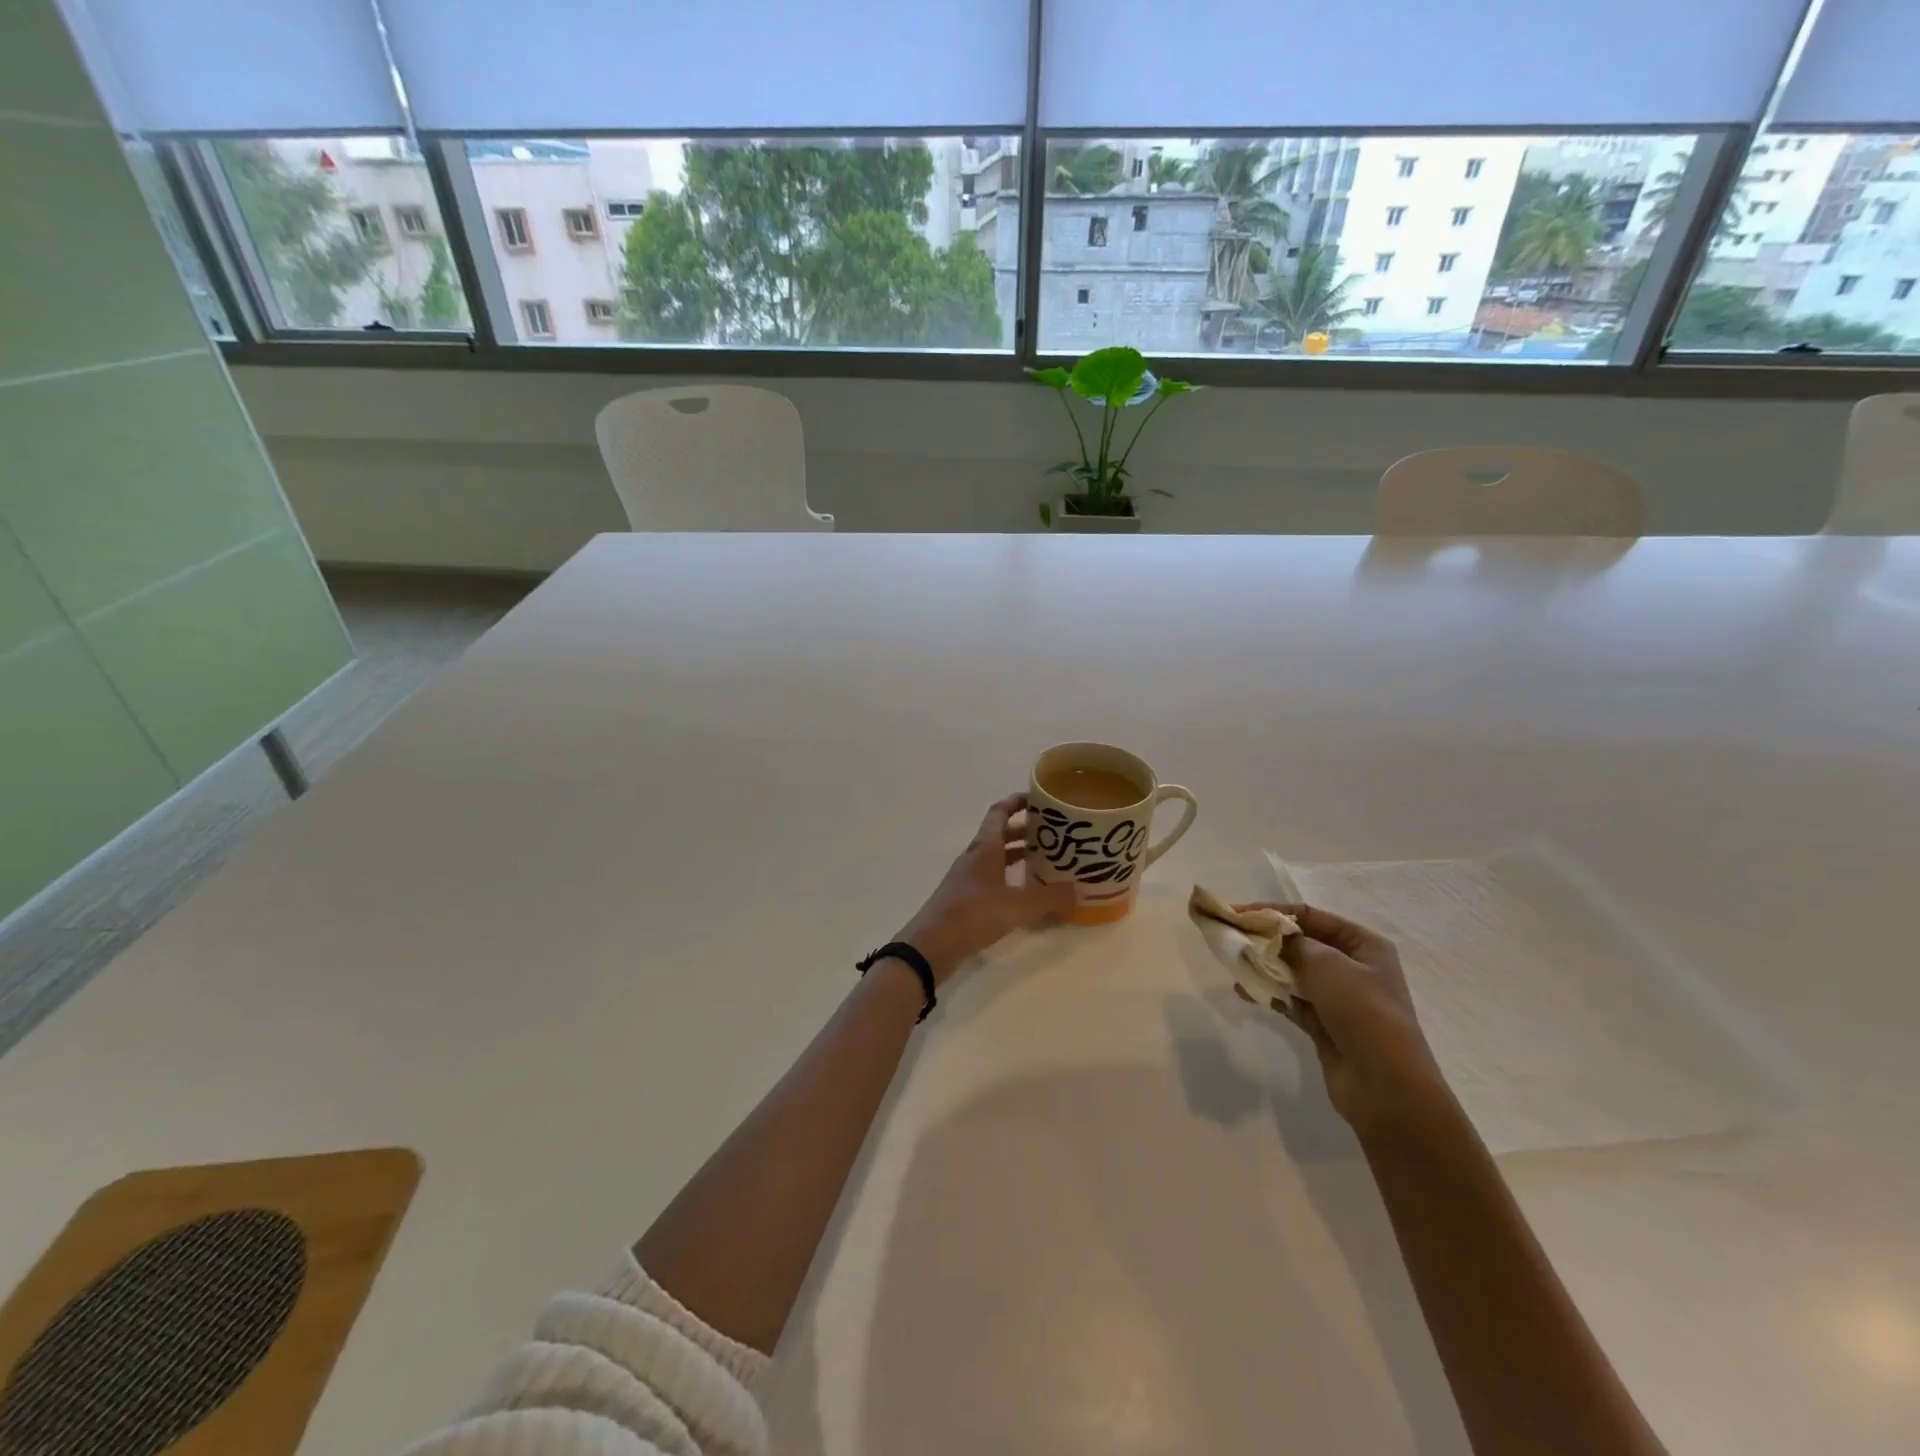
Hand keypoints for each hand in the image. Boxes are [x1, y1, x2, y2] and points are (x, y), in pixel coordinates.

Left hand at [896, 794, 1077, 984]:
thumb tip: (1077, 890)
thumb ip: (1050, 897)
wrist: (931, 945)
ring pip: (997, 858)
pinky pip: (993, 880)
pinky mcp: (966, 900)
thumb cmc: (973, 914)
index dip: (1018, 802)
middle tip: (1055, 834)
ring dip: (1019, 855)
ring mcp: (968, 879)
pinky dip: (1011, 879)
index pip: (1000, 812)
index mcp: (984, 847)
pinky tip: (1027, 893)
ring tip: (1048, 862)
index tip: (1040, 799)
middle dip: (1026, 831)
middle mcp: (975, 857)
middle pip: (1001, 835)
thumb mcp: (1018, 906)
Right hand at [1234, 903, 1449, 1137]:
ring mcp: (1339, 998)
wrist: (1386, 1087)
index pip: (1310, 916)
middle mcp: (1354, 967)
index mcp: (1364, 945)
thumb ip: (1291, 944)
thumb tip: (1267, 935)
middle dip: (1266, 940)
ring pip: (1293, 972)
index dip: (1272, 911)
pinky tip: (1243, 990)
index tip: (1236, 913)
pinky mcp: (1325, 1025)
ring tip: (1233, 963)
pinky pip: (1291, 1000)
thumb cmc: (1363, 1013)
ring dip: (1264, 966)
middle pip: (1300, 943)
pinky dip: (1269, 993)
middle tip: (1230, 937)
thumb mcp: (1327, 966)